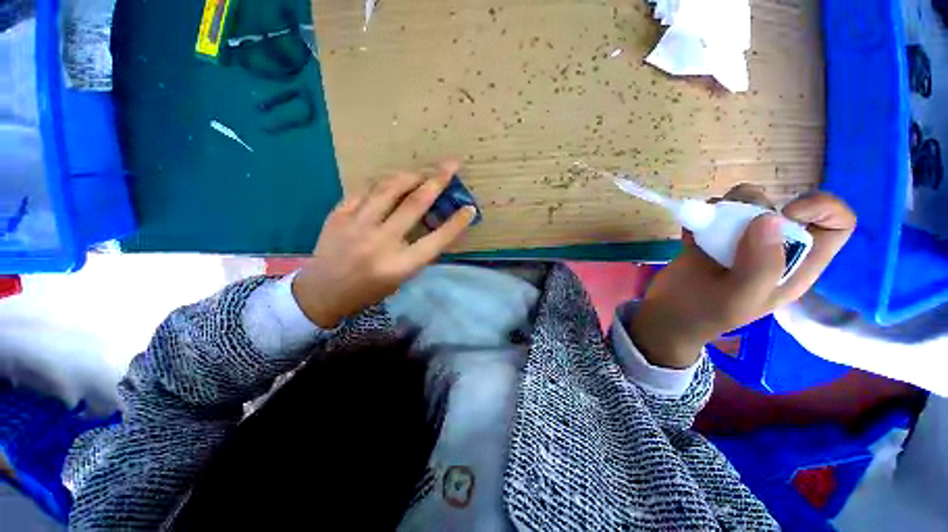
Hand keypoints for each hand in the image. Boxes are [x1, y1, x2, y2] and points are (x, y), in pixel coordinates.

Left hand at [292, 161, 476, 327]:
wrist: (323, 291)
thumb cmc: (369, 290)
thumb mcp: (401, 277)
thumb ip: (418, 251)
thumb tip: (432, 220)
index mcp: (399, 265)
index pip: (436, 240)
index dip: (456, 223)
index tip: (469, 208)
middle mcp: (380, 242)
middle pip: (414, 205)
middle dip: (437, 181)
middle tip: (451, 166)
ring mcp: (356, 226)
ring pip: (388, 189)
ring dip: (410, 175)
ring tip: (423, 170)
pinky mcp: (338, 215)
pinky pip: (364, 190)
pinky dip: (382, 183)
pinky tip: (392, 180)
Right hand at [629, 184, 855, 367]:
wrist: (667, 314)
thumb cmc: (705, 313)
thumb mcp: (739, 299)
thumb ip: (761, 266)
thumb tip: (770, 217)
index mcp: (796, 265)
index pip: (836, 225)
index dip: (821, 209)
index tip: (785, 214)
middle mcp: (775, 248)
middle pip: (783, 206)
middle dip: (755, 205)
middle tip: (727, 224)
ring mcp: (742, 240)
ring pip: (747, 202)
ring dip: (724, 207)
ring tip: (704, 227)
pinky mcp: (714, 236)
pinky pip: (715, 211)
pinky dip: (701, 215)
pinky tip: (690, 234)